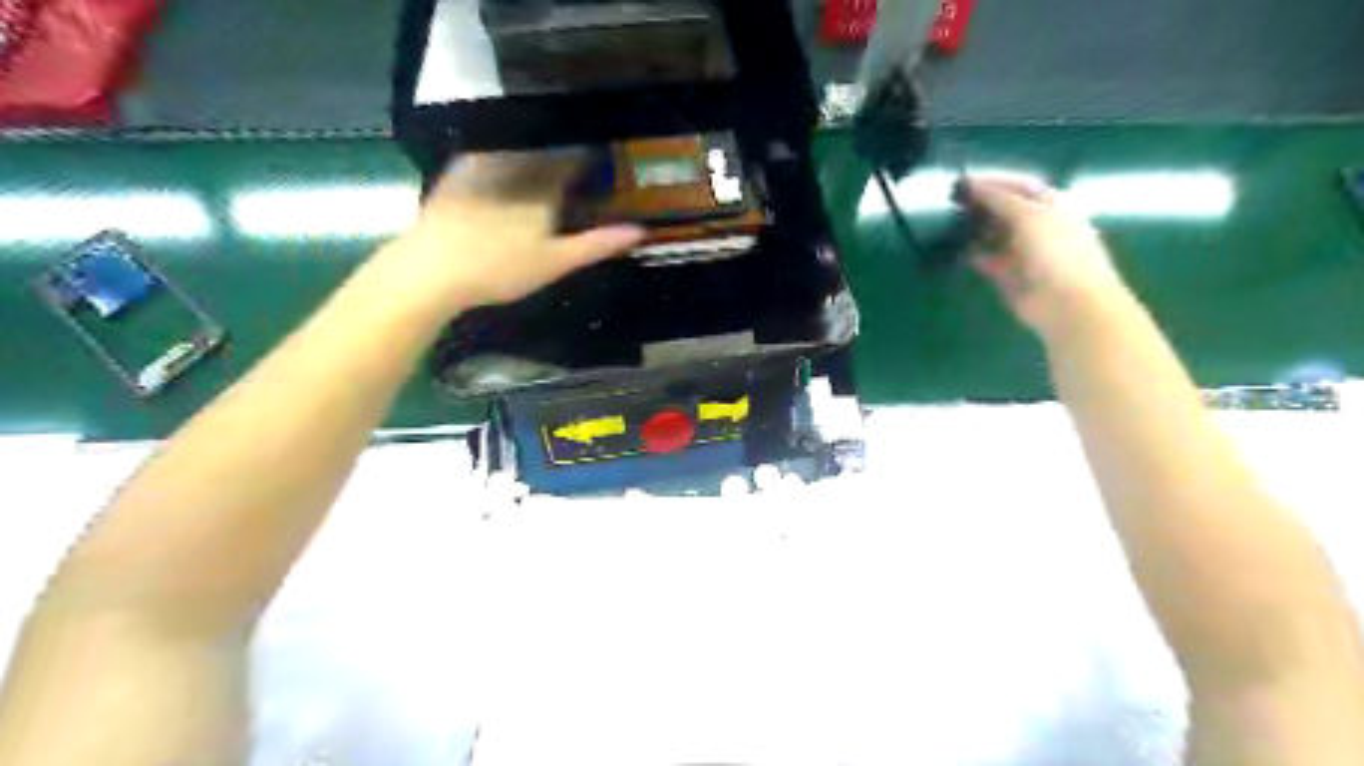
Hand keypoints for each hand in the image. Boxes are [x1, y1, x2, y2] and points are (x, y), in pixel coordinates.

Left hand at [369, 153, 644, 314]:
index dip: (591, 161)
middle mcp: (516, 166)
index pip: (575, 161)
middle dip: (563, 156)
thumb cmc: (501, 269)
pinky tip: (504, 172)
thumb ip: (597, 244)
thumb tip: (641, 230)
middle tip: (574, 170)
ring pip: (517, 151)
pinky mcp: (457, 173)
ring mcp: (483, 166)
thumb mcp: (556, 262)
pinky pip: (488, 155)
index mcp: (544, 187)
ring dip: (534, 154)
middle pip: (547, 152)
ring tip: (543, 167)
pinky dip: (503, 158)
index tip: (601, 165)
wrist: (432, 268)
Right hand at [968, 178, 1130, 334]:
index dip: (994, 182)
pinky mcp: (1008, 275)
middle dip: (982, 204)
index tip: (964, 182)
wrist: (1068, 303)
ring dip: (976, 227)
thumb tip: (972, 184)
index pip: (1020, 185)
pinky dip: (973, 253)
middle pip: (1005, 209)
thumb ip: (999, 199)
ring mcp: (1023, 251)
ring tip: (952, 221)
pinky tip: (958, 247)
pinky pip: (987, 259)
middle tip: (953, 201)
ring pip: (995, 233)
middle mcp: (1038, 225)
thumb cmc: (1057, 252)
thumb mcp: (1029, 215)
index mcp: (1052, 205)